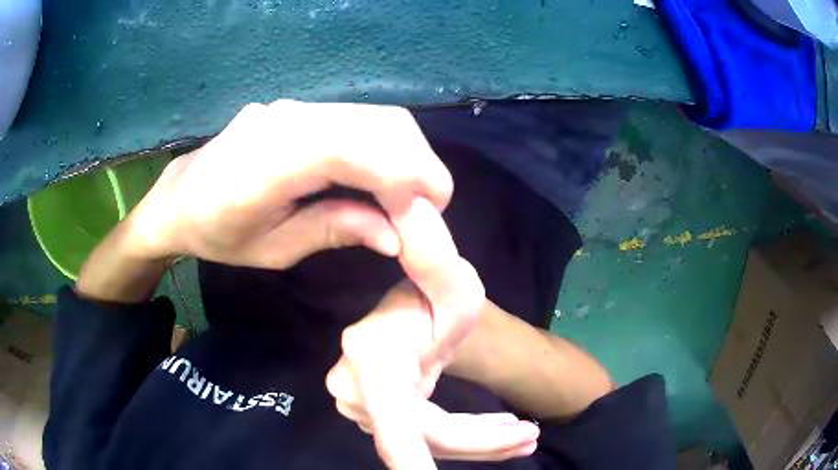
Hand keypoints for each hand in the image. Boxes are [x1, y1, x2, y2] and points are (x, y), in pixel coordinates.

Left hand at [129, 100, 451, 267]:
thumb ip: (335, 231)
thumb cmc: (219, 234)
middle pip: (379, 123)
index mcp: (269, 163)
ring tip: (409, 193)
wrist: (180, 197)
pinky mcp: (300, 107)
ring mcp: (294, 106)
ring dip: (407, 152)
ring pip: (375, 115)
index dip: (405, 174)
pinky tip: (383, 173)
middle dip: (419, 164)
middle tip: (427, 208)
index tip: (430, 211)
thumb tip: (397, 235)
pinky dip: (385, 144)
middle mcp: (287, 119)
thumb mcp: (275, 250)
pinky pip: (359, 118)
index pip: (357, 148)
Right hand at [326, 281, 539, 468]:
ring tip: (524, 436)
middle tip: (531, 437)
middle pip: (425, 435)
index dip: (416, 463)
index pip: (397, 425)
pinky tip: (497, 435)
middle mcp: (355, 389)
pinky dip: (463, 441)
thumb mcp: (452, 283)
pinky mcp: (375, 415)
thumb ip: (439, 268)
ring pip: (426, 441)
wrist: (411, 306)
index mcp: (372, 360)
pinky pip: (421, 437)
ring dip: (479, 444)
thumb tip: (419, 234)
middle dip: (481, 444)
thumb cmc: (434, 290)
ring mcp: (361, 405)